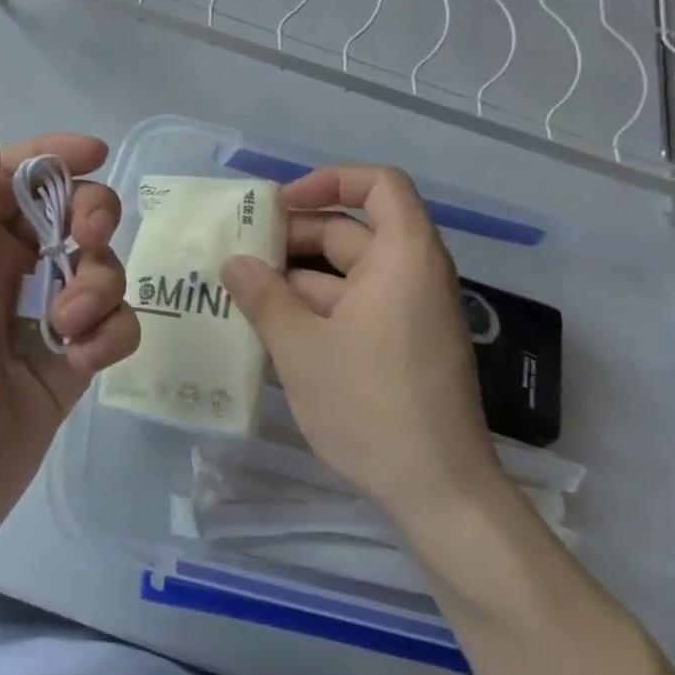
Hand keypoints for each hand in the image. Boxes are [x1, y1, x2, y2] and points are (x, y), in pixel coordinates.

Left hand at [0, 132, 138, 575]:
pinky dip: (109, 335)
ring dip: (100, 284)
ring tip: (69, 327)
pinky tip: (80, 362)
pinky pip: (112, 328)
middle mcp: (5, 273)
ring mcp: (41, 321)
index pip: (15, 179)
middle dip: (91, 216)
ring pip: (100, 269)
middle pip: (69, 215)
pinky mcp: (69, 367)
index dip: (55, 157)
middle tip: (89, 239)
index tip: (97, 155)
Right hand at [219, 165, 507, 536]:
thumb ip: (263, 297)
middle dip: (292, 236)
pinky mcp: (399, 345)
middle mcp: (411, 275)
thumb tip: (233, 262)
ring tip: (239, 290)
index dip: (330, 180)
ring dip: (295, 277)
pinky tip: (268, 326)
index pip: (380, 184)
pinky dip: (313, 308)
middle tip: (238, 252)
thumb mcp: (301, 348)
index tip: (281, 204)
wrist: (440, 494)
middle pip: (350, 230)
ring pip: (344, 273)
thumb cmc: (372, 407)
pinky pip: (352, 305)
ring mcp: (406, 312)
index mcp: (403, 258)